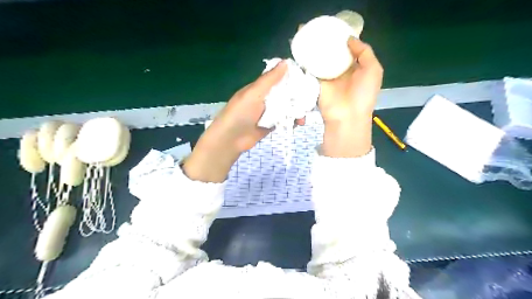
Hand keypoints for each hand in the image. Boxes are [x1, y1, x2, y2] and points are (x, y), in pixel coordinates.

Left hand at [182, 59, 302, 181]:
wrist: (231, 138)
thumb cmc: (240, 112)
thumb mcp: (254, 93)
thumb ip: (269, 79)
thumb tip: (286, 62)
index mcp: (261, 87)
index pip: (280, 78)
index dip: (293, 77)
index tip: (309, 79)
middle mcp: (266, 98)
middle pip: (286, 94)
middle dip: (298, 98)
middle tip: (310, 102)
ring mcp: (269, 112)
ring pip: (287, 108)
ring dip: (296, 111)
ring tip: (303, 118)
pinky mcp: (271, 125)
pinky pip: (284, 120)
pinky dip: (291, 121)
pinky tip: (297, 124)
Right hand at [318, 39, 384, 158]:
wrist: (347, 115)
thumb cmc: (363, 93)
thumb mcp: (374, 70)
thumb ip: (364, 52)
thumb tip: (349, 39)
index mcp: (356, 67)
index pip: (348, 49)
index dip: (342, 39)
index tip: (335, 28)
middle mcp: (341, 71)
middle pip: (333, 53)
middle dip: (327, 42)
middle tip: (318, 29)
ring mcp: (328, 77)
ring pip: (321, 59)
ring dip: (315, 49)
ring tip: (308, 35)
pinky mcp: (316, 82)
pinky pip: (311, 68)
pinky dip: (307, 59)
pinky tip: (303, 48)